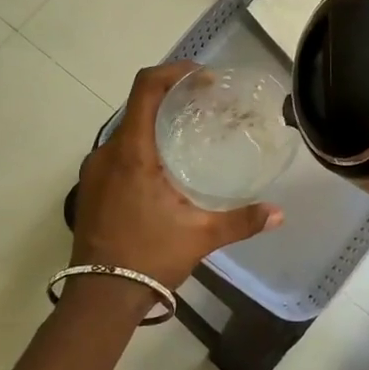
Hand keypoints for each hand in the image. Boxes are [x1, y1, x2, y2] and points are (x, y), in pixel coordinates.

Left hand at [71, 62, 282, 289]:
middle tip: (204, 104)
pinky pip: (117, 152)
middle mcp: (107, 153)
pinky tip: (163, 169)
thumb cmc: (149, 257)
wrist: (99, 297)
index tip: (202, 77)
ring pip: (126, 131)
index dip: (174, 73)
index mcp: (132, 153)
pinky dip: (141, 146)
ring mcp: (94, 171)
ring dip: (155, 123)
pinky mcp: (90, 188)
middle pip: (138, 106)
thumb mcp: (200, 236)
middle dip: (171, 97)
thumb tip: (278, 213)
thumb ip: (241, 221)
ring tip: (187, 134)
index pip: (146, 89)